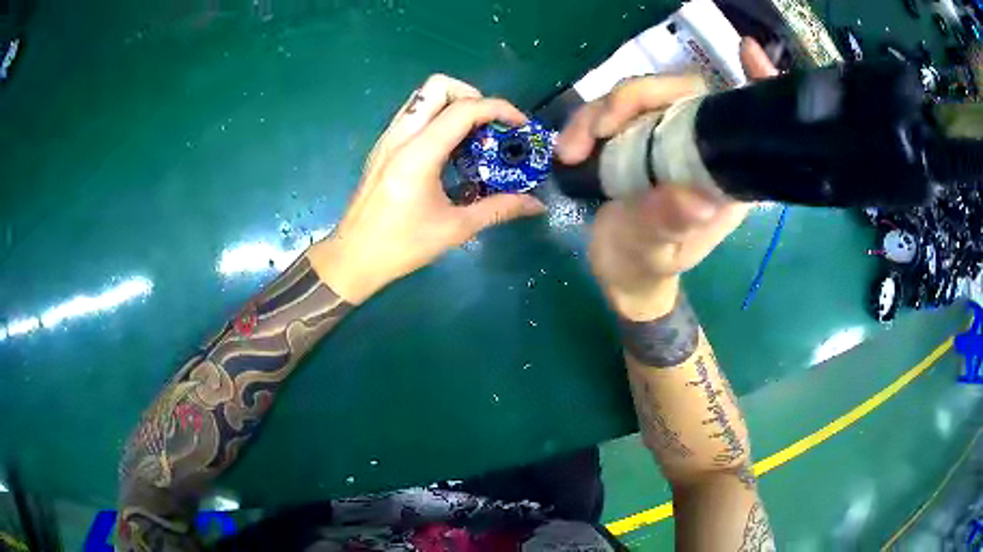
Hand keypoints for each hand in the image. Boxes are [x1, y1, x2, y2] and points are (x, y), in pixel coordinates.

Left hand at [309, 74, 545, 303]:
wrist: (353, 257)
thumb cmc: (401, 246)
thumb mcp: (455, 229)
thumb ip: (499, 209)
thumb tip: (536, 204)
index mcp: (418, 154)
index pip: (463, 109)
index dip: (499, 109)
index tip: (519, 125)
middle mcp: (401, 136)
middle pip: (438, 86)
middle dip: (472, 96)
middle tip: (489, 125)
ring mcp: (388, 139)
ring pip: (423, 97)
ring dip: (454, 104)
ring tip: (474, 135)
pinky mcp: (383, 147)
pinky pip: (414, 115)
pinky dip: (438, 118)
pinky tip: (450, 150)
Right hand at [556, 39, 777, 319]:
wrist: (619, 271)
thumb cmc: (645, 265)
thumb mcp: (654, 252)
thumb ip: (667, 225)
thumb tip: (695, 200)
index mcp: (724, 174)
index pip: (744, 120)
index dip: (754, 83)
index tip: (747, 53)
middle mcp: (700, 147)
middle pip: (679, 91)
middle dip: (635, 97)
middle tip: (598, 128)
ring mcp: (666, 137)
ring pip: (639, 96)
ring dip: (599, 112)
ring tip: (571, 151)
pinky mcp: (636, 136)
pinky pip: (613, 111)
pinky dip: (585, 122)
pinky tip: (568, 148)